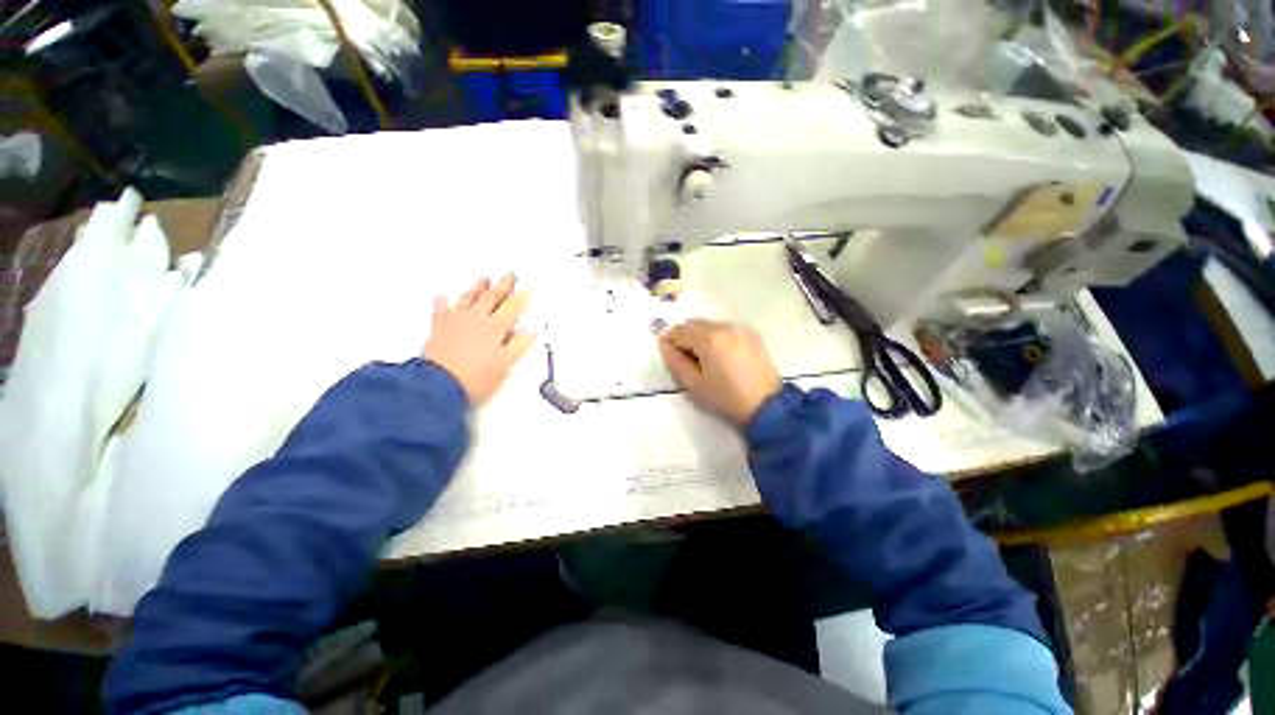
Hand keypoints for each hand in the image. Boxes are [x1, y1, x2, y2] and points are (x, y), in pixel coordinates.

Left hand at [425, 273, 535, 405]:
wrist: (438, 386)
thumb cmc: (475, 378)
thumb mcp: (505, 365)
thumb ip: (518, 345)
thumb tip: (529, 331)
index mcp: (495, 328)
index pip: (512, 308)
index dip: (521, 298)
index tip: (527, 289)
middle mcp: (476, 320)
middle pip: (492, 297)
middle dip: (503, 285)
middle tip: (509, 275)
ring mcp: (456, 322)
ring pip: (469, 298)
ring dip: (477, 288)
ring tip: (483, 279)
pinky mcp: (439, 329)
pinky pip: (441, 311)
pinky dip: (442, 303)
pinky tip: (442, 297)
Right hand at [657, 319, 781, 427]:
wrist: (766, 407)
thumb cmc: (725, 398)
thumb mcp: (694, 384)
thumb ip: (675, 362)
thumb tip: (665, 347)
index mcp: (708, 338)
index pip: (679, 331)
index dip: (668, 340)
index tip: (665, 352)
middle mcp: (724, 327)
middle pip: (694, 324)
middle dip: (684, 337)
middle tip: (683, 357)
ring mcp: (740, 329)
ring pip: (710, 325)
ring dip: (700, 336)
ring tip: (702, 358)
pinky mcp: (752, 335)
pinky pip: (726, 329)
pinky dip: (716, 337)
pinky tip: (719, 355)